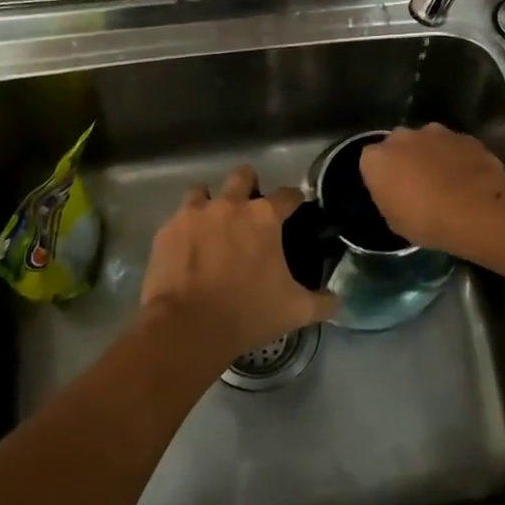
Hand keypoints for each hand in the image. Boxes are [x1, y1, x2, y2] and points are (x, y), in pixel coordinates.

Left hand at [139, 165, 336, 374]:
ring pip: (203, 191)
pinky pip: (178, 220)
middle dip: (249, 186)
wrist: (186, 328)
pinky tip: (188, 250)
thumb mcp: (295, 311)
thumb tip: (337, 300)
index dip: (295, 200)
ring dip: (211, 203)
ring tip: (213, 227)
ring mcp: (193, 214)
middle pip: (242, 176)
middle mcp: (229, 205)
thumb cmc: (247, 313)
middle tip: (250, 211)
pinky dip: (186, 230)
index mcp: (264, 217)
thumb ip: (322, 301)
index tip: (296, 209)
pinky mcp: (167, 231)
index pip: (288, 194)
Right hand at [358, 124, 504, 254]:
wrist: (477, 211)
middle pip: (398, 145)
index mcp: (377, 158)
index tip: (392, 192)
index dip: (381, 177)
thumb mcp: (395, 221)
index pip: (370, 162)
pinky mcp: (464, 136)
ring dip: (432, 156)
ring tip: (446, 181)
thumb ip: (389, 197)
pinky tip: (467, 179)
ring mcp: (435, 132)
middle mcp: (402, 137)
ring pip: (427, 142)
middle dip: (405, 159)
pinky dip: (457, 158)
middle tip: (417, 184)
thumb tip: (396, 193)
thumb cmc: (426, 222)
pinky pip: (454, 146)